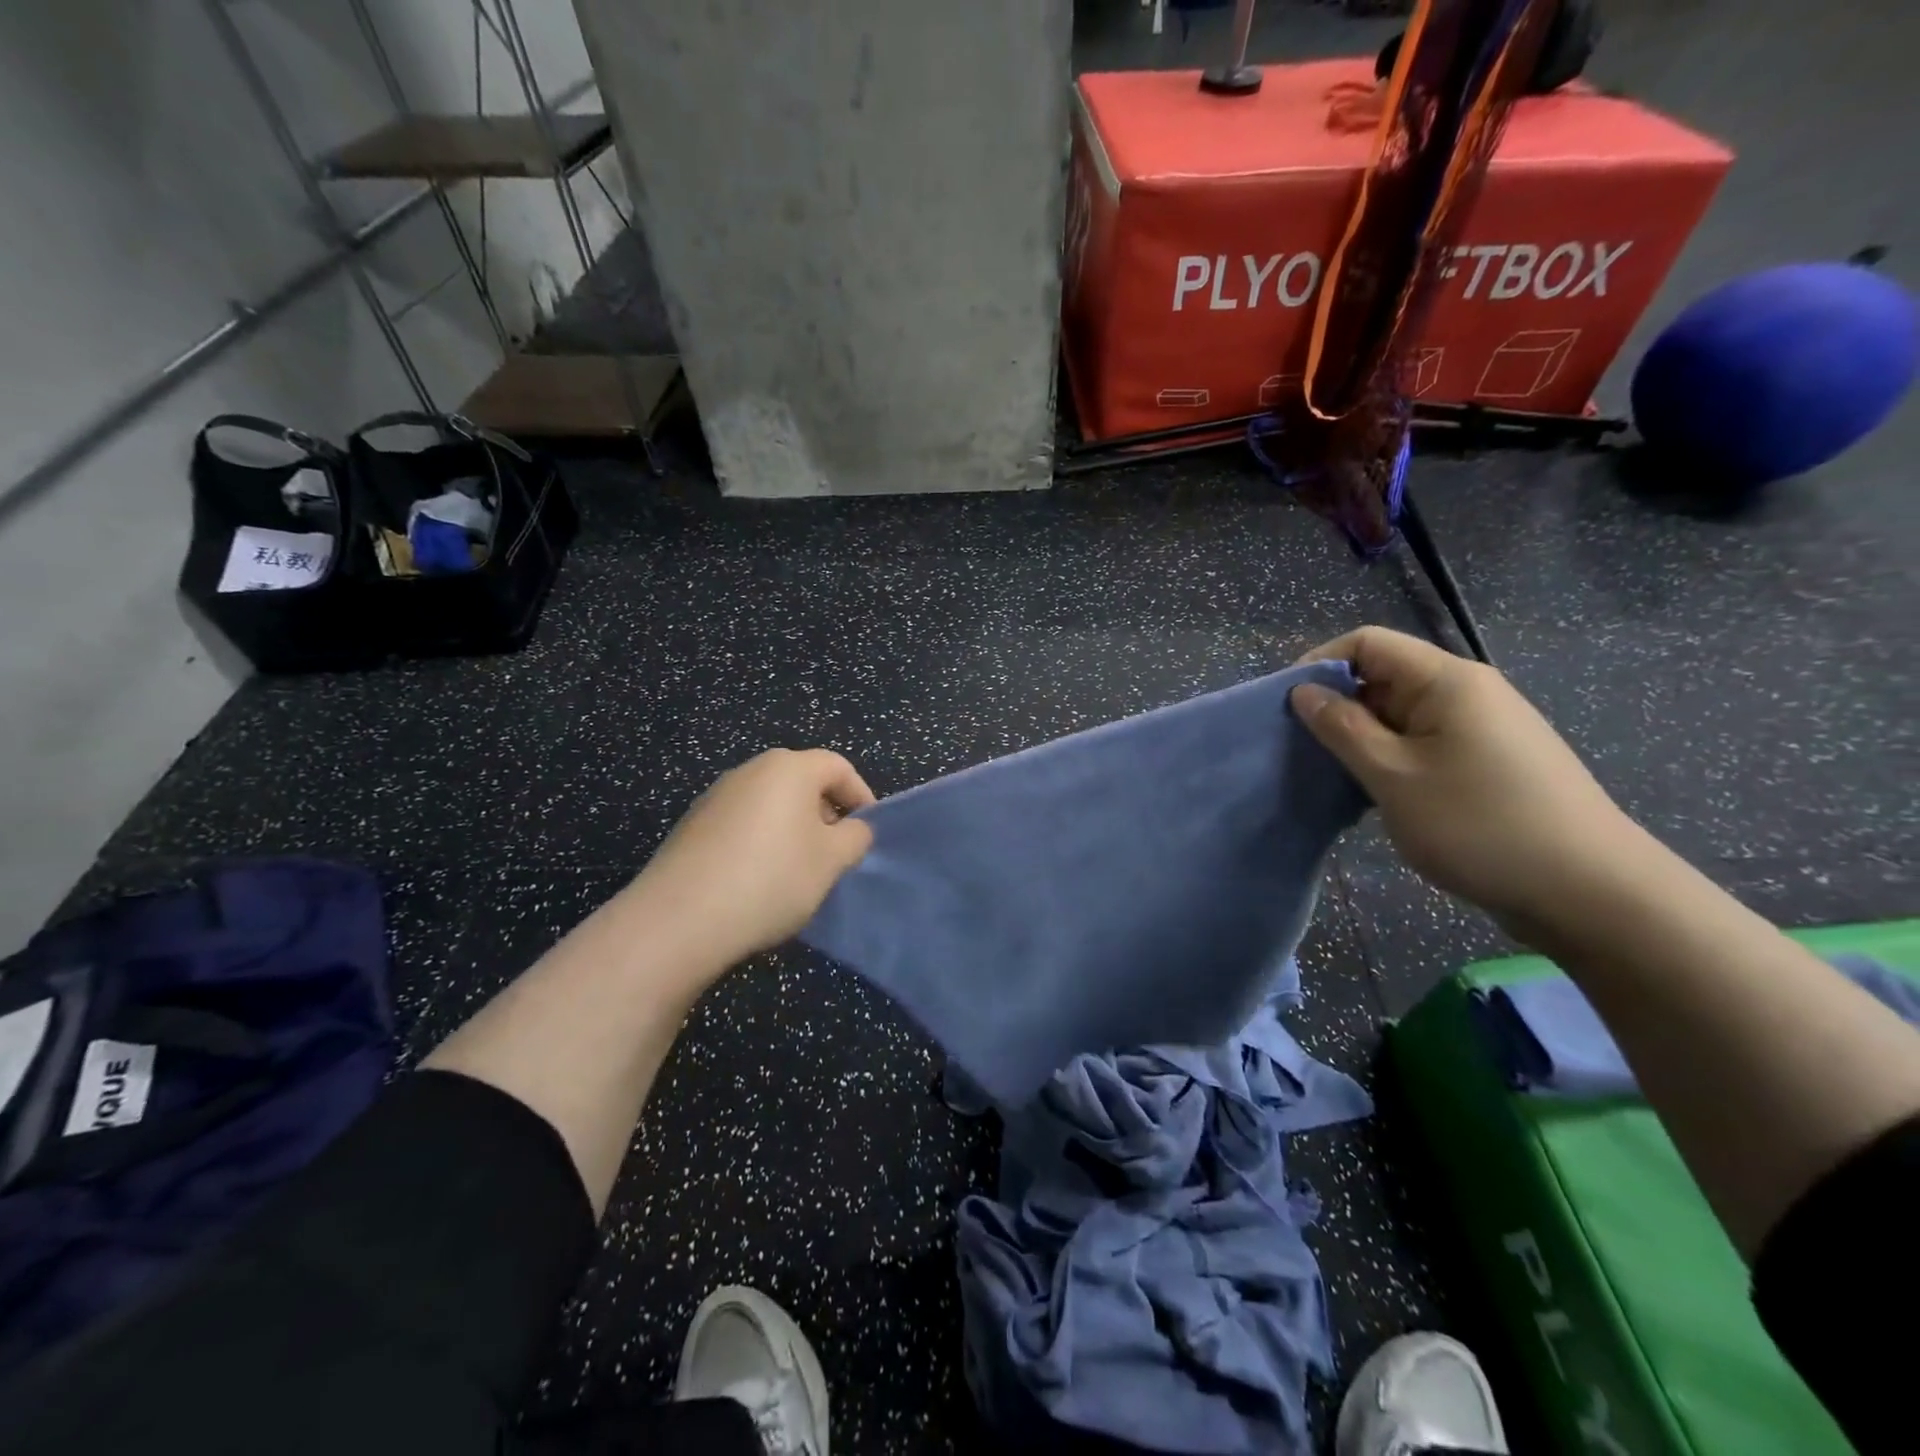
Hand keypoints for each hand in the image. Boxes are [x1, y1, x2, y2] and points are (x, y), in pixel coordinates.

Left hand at [627, 748, 875, 971]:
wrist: (680, 919)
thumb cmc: (772, 879)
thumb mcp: (831, 861)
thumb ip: (855, 837)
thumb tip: (853, 829)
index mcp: (789, 768)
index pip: (838, 767)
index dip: (861, 795)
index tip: (867, 831)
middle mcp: (750, 771)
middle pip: (802, 781)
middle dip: (825, 813)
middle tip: (836, 853)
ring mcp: (716, 796)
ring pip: (770, 804)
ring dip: (792, 829)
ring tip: (799, 870)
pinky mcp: (692, 826)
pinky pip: (742, 824)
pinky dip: (760, 841)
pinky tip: (758, 880)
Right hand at [1290, 627, 1646, 930]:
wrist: (1590, 893)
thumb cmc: (1479, 824)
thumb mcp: (1392, 775)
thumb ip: (1341, 728)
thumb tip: (1304, 692)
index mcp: (1447, 681)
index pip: (1368, 643)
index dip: (1320, 663)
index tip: (1286, 707)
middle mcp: (1468, 692)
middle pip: (1384, 676)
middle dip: (1337, 706)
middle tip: (1303, 750)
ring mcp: (1483, 728)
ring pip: (1401, 715)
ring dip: (1361, 738)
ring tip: (1335, 777)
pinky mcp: (1489, 762)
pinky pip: (1423, 743)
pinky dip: (1390, 759)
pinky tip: (1377, 795)